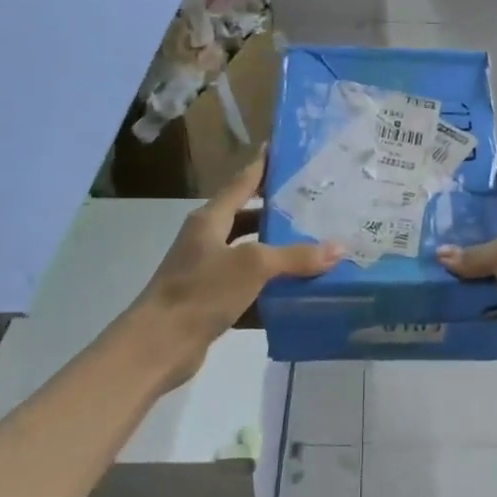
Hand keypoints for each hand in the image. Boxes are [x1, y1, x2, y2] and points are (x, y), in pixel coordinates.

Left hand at [132, 150, 340, 390]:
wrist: (158, 346)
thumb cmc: (201, 291)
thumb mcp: (253, 266)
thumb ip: (295, 256)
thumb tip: (339, 248)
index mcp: (211, 219)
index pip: (241, 183)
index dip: (261, 166)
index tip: (282, 150)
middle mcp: (208, 241)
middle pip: (249, 220)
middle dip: (279, 215)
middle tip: (316, 208)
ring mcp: (208, 273)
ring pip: (251, 257)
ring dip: (279, 257)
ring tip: (318, 250)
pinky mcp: (212, 303)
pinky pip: (250, 291)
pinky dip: (271, 293)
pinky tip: (299, 296)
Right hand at [437, 166, 496, 387]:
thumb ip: (476, 252)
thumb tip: (442, 254)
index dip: (484, 169)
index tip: (449, 164)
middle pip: (488, 226)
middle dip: (456, 222)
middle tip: (416, 217)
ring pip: (483, 267)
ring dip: (457, 268)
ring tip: (417, 260)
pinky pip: (487, 302)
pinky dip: (467, 303)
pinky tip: (436, 301)